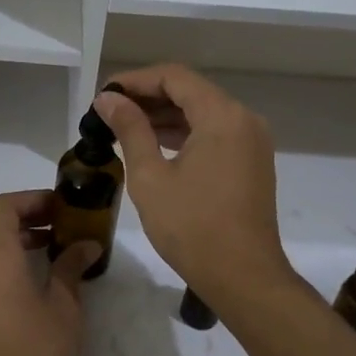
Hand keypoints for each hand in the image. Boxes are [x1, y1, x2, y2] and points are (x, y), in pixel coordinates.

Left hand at [0, 191, 98, 355]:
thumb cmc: (35, 353)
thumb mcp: (64, 307)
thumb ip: (71, 267)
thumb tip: (86, 245)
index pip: (2, 206)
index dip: (30, 199)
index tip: (59, 208)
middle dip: (21, 215)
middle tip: (55, 225)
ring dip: (10, 239)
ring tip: (47, 252)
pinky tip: (27, 282)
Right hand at [92, 64, 296, 314]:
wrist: (244, 278)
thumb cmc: (192, 227)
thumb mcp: (150, 176)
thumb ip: (130, 129)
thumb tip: (108, 99)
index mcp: (222, 116)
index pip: (174, 77)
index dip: (135, 80)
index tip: (104, 95)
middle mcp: (243, 119)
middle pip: (190, 91)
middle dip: (148, 97)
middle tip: (108, 112)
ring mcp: (251, 141)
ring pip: (202, 112)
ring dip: (164, 115)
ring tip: (123, 127)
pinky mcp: (251, 162)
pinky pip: (214, 132)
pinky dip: (184, 133)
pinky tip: (154, 144)